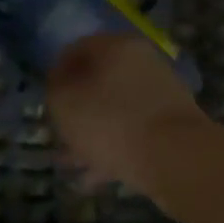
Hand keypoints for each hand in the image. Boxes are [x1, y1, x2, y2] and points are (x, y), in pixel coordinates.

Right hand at [46, 33, 212, 200]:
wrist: (177, 158)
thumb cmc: (111, 122)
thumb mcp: (65, 103)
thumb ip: (55, 88)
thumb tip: (60, 83)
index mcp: (116, 46)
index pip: (76, 49)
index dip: (56, 74)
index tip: (46, 101)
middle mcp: (142, 62)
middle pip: (98, 81)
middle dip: (76, 109)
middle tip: (59, 134)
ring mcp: (161, 93)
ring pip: (115, 109)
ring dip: (92, 133)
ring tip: (72, 163)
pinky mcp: (172, 124)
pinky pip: (133, 131)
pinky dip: (114, 148)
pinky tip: (96, 176)